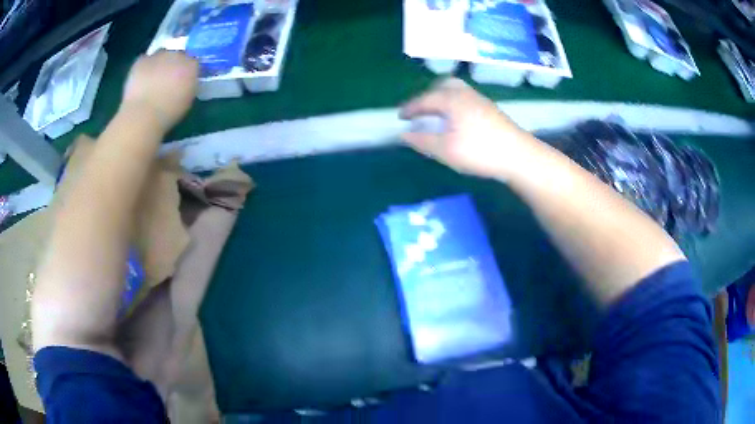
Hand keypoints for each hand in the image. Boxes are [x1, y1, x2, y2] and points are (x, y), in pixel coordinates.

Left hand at [121, 51, 198, 130]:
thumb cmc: (168, 113)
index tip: (183, 80)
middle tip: (167, 79)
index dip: (187, 70)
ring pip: (161, 54)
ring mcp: (158, 56)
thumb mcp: (187, 101)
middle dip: (173, 64)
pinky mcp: (141, 60)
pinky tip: (141, 79)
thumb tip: (185, 83)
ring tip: (153, 78)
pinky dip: (144, 67)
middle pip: (177, 54)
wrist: (143, 114)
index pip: (193, 62)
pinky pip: (144, 60)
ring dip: (159, 62)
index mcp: (191, 65)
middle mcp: (177, 55)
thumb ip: (188, 86)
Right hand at [400, 78, 537, 179]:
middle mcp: (465, 93)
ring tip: (436, 114)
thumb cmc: (479, 151)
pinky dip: (453, 103)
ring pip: (456, 90)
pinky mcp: (490, 109)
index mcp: (451, 99)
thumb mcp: (445, 150)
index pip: (424, 99)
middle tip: (419, 111)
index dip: (410, 108)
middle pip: (442, 86)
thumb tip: (403, 134)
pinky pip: (465, 97)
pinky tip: (456, 119)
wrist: (518, 155)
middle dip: (427, 96)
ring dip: (442, 98)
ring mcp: (480, 99)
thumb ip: (422, 140)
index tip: (399, 117)